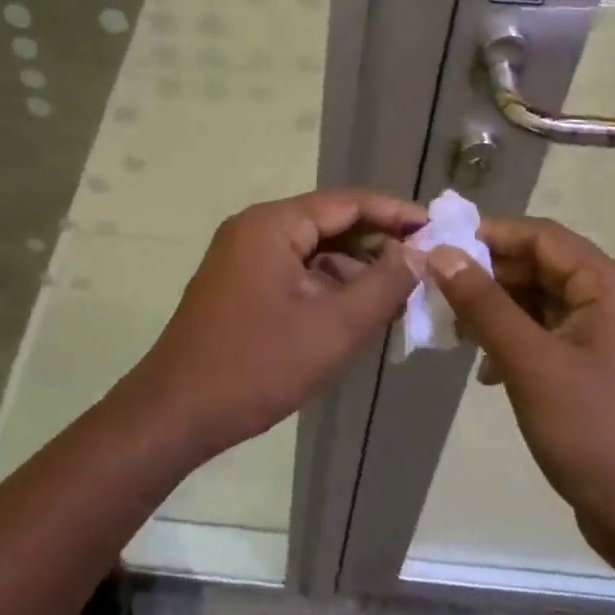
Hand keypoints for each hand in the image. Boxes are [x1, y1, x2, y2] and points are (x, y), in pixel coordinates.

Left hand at [127, 190, 425, 454]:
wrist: (176, 412)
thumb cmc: (257, 365)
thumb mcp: (332, 327)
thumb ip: (382, 285)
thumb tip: (419, 252)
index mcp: (272, 224)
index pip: (347, 202)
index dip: (396, 214)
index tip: (439, 230)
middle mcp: (254, 229)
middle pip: (329, 223)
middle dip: (377, 244)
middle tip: (426, 266)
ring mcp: (242, 258)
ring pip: (312, 251)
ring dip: (353, 269)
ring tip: (399, 295)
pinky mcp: (238, 285)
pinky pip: (293, 272)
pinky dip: (326, 286)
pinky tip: (356, 312)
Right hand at [425, 218, 614, 564]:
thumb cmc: (594, 433)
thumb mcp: (530, 363)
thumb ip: (483, 303)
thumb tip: (440, 253)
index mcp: (613, 288)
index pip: (543, 237)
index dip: (489, 235)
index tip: (438, 245)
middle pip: (543, 268)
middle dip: (489, 277)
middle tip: (438, 292)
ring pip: (545, 303)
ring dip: (499, 312)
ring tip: (456, 332)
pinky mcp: (606, 370)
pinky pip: (554, 336)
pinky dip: (518, 341)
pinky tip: (488, 370)